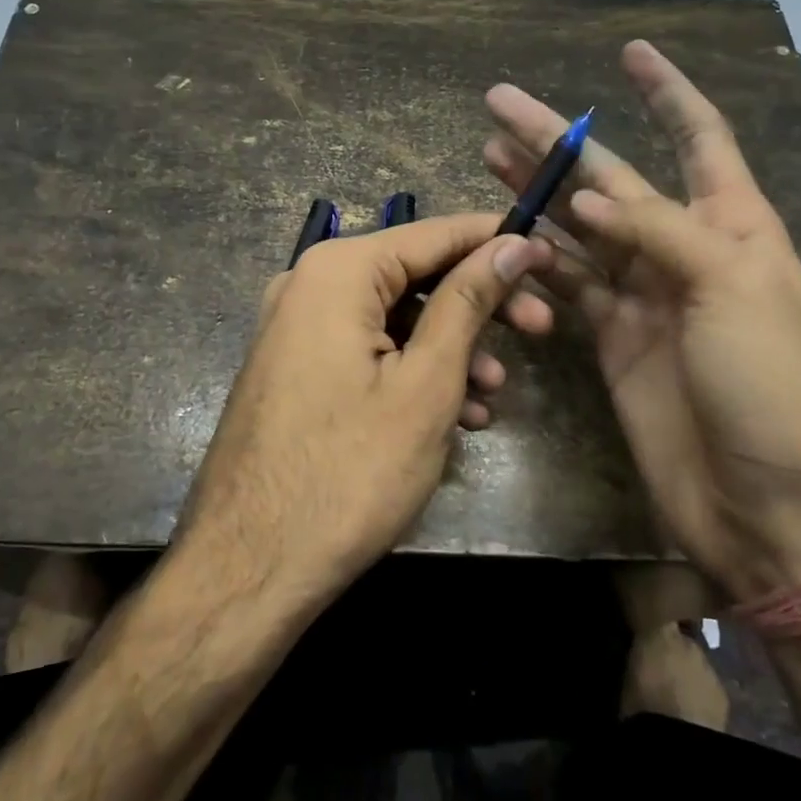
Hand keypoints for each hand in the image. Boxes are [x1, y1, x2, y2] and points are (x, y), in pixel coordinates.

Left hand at [175, 215, 553, 612]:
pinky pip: (366, 350)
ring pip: (394, 318)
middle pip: (415, 275)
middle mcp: (309, 284)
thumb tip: (512, 243)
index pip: (435, 233)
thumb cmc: (349, 471)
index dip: (497, 241)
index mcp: (337, 271)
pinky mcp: (296, 367)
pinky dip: (411, 372)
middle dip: (480, 305)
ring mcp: (297, 327)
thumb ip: (468, 301)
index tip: (551, 255)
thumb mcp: (426, 382)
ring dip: (450, 348)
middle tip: (542, 329)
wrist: (249, 567)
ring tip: (494, 395)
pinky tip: (454, 414)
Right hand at [483, 41, 800, 600]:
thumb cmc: (771, 387)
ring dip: (537, 191)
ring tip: (488, 152)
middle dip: (561, 139)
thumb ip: (659, 233)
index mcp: (733, 227)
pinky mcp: (610, 338)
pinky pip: (567, 284)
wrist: (764, 504)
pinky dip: (536, 259)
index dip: (667, 93)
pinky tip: (503, 233)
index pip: (700, 139)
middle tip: (501, 102)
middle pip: (613, 179)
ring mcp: (643, 296)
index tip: (630, 52)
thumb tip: (588, 200)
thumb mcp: (734, 290)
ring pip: (578, 227)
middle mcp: (684, 251)